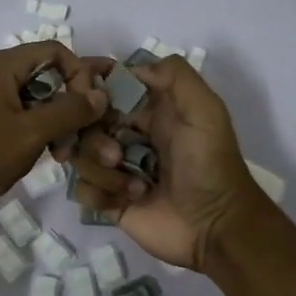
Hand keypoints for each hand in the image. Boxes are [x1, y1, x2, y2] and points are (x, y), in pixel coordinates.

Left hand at [0, 44, 107, 214]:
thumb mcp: (28, 134)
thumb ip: (68, 112)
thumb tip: (100, 93)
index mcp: (4, 64)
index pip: (57, 52)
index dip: (80, 77)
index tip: (88, 112)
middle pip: (44, 82)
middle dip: (60, 117)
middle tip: (66, 149)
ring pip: (27, 109)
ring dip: (37, 137)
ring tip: (29, 165)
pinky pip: (7, 125)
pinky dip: (15, 146)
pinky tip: (5, 172)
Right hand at [64, 56, 264, 271]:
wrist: (216, 227)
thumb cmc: (209, 164)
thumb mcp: (205, 110)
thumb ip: (175, 76)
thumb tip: (130, 68)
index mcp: (148, 111)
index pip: (106, 89)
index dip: (90, 89)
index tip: (82, 95)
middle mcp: (128, 135)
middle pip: (85, 123)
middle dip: (94, 138)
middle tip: (116, 155)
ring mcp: (116, 168)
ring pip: (80, 155)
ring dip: (102, 169)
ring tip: (134, 184)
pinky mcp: (109, 200)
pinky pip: (82, 188)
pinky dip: (100, 193)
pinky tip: (128, 200)